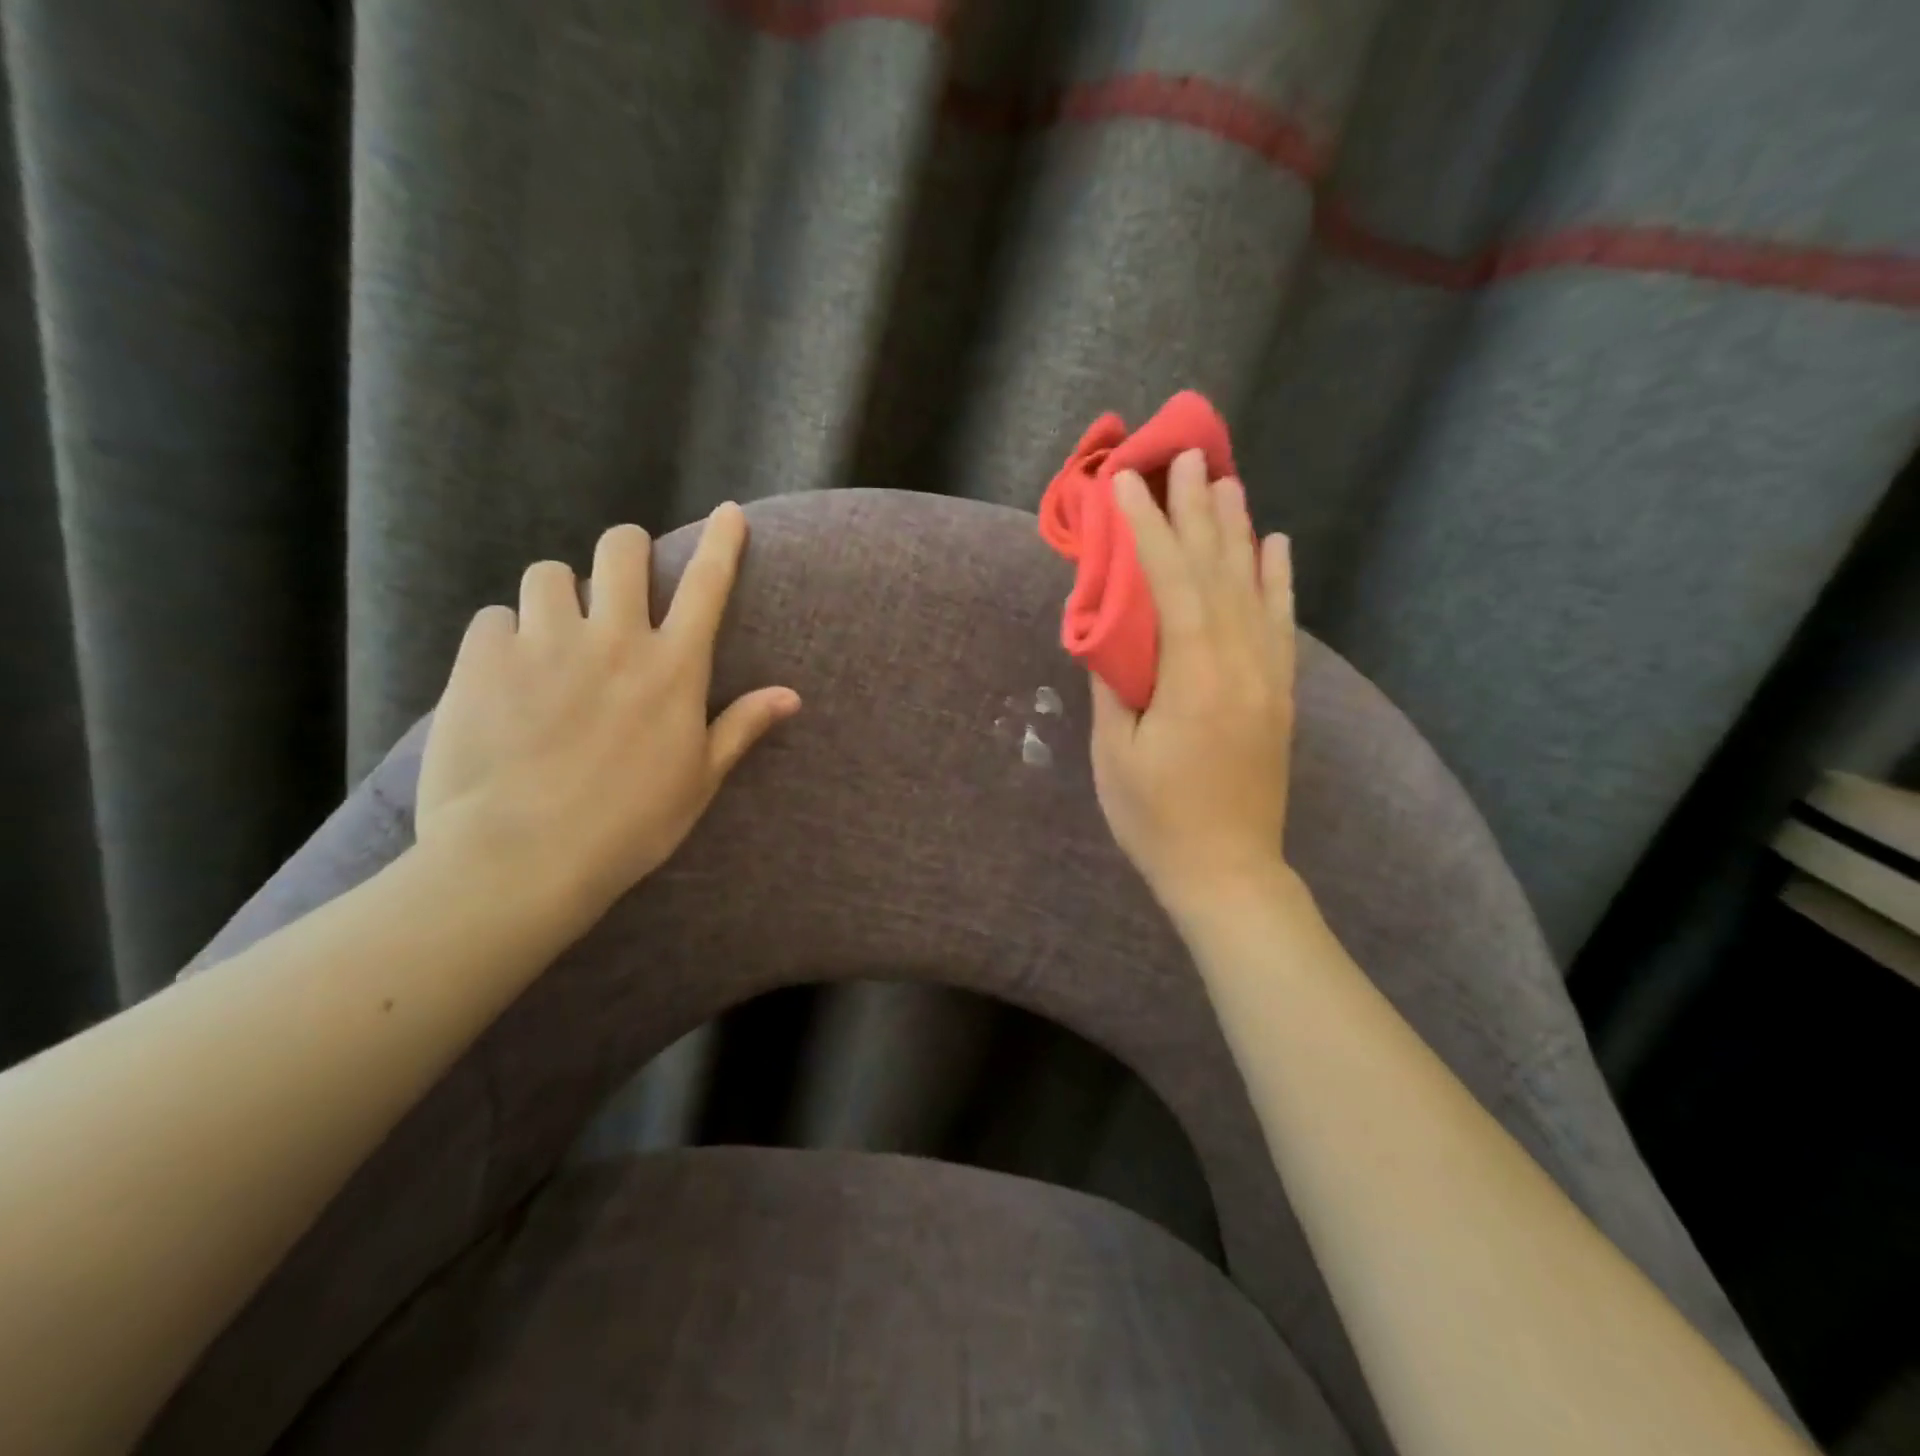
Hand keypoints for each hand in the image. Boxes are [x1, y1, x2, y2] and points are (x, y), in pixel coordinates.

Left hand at [416, 503, 799, 930]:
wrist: (522, 858)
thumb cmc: (628, 825)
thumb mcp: (699, 780)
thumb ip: (742, 727)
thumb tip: (792, 696)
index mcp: (673, 669)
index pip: (708, 587)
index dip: (724, 543)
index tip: (730, 512)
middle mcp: (615, 639)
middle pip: (621, 550)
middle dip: (627, 551)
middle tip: (621, 579)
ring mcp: (545, 643)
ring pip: (549, 574)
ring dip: (558, 596)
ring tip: (553, 634)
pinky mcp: (482, 659)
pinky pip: (494, 618)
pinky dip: (505, 636)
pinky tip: (505, 675)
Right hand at [1089, 449, 1295, 923]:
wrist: (1228, 872)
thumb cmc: (1157, 819)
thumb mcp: (1116, 754)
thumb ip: (1115, 683)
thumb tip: (1110, 629)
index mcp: (1193, 677)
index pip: (1170, 584)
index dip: (1147, 530)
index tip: (1127, 485)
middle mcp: (1239, 663)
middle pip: (1217, 571)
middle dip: (1196, 511)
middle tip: (1184, 457)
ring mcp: (1267, 676)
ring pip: (1253, 588)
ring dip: (1238, 531)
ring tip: (1226, 481)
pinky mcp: (1279, 694)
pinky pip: (1281, 624)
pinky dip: (1278, 580)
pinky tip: (1276, 545)